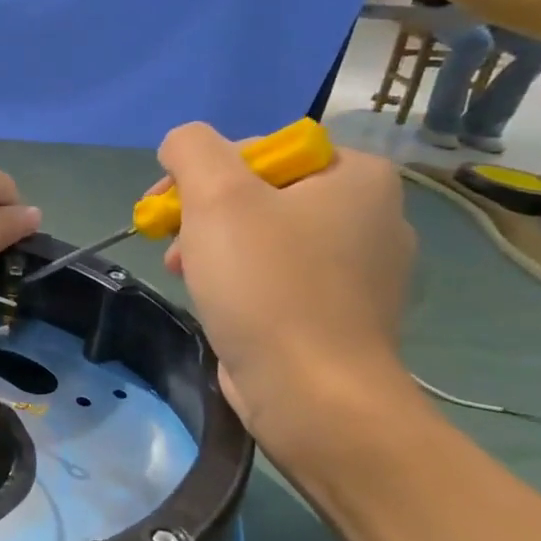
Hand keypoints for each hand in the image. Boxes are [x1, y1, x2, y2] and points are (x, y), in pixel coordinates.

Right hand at [157, 123, 414, 466]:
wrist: (312, 395)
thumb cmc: (267, 285)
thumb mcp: (217, 196)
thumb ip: (192, 149)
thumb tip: (182, 144)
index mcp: (359, 176)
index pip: (264, 148)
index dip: (205, 172)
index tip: (167, 207)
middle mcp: (374, 216)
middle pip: (264, 193)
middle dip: (205, 214)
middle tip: (170, 243)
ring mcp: (363, 271)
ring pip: (269, 238)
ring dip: (216, 248)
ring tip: (184, 275)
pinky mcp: (343, 315)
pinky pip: (282, 278)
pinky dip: (244, 282)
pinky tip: (219, 304)